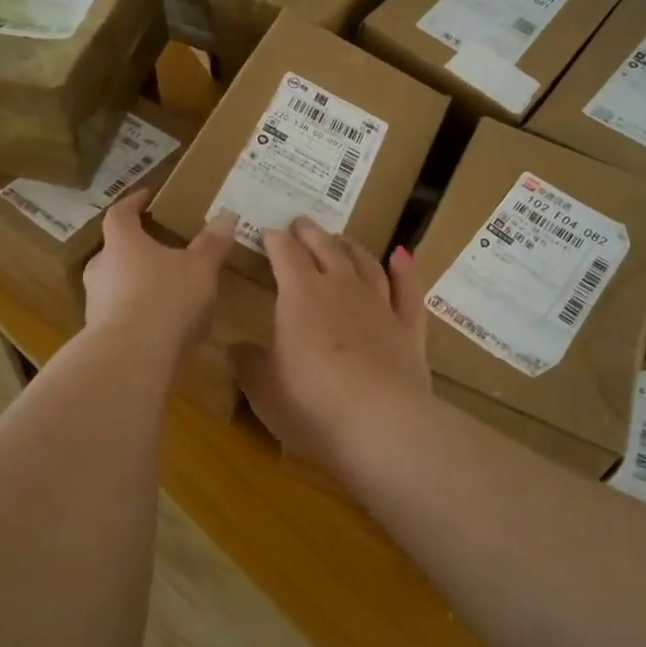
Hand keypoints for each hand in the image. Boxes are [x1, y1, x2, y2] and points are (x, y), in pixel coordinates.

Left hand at [82, 190, 236, 352]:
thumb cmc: (166, 298)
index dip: (133, 202)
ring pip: (116, 284)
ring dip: (136, 284)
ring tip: (166, 291)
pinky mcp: (98, 334)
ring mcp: (95, 302)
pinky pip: (120, 314)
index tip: (147, 196)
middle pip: (115, 249)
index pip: (120, 213)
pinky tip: (161, 326)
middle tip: (161, 250)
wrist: (132, 356)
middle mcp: (101, 267)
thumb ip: (212, 243)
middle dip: (137, 249)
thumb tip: (226, 216)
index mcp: (122, 242)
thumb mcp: (200, 268)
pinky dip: (138, 313)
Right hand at [231, 218, 429, 469]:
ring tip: (342, 239)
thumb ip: (248, 363)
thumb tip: (237, 348)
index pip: (285, 255)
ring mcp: (379, 306)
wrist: (380, 423)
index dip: (275, 241)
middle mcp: (341, 289)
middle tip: (301, 223)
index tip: (267, 233)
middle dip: (310, 233)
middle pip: (326, 249)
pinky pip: (408, 291)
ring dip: (352, 247)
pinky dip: (405, 271)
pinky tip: (402, 256)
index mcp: (300, 295)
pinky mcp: (409, 330)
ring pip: (366, 264)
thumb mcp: (263, 388)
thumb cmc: (310, 403)